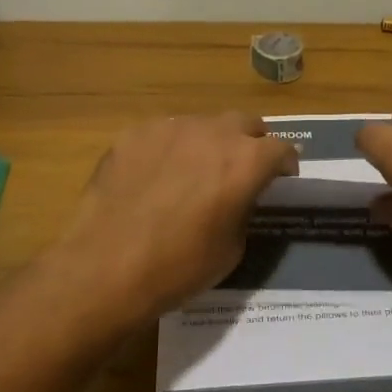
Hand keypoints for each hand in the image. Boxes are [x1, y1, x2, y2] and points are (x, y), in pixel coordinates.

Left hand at [52, 112, 297, 323]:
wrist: (106, 268)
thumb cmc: (179, 267)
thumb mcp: (233, 248)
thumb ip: (243, 208)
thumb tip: (239, 196)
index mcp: (245, 161)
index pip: (281, 148)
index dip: (285, 165)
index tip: (281, 180)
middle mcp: (212, 133)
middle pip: (245, 123)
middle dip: (251, 143)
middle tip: (241, 170)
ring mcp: (169, 128)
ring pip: (202, 124)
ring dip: (209, 143)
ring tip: (194, 173)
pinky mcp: (133, 134)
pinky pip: (163, 134)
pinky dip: (170, 149)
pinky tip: (155, 178)